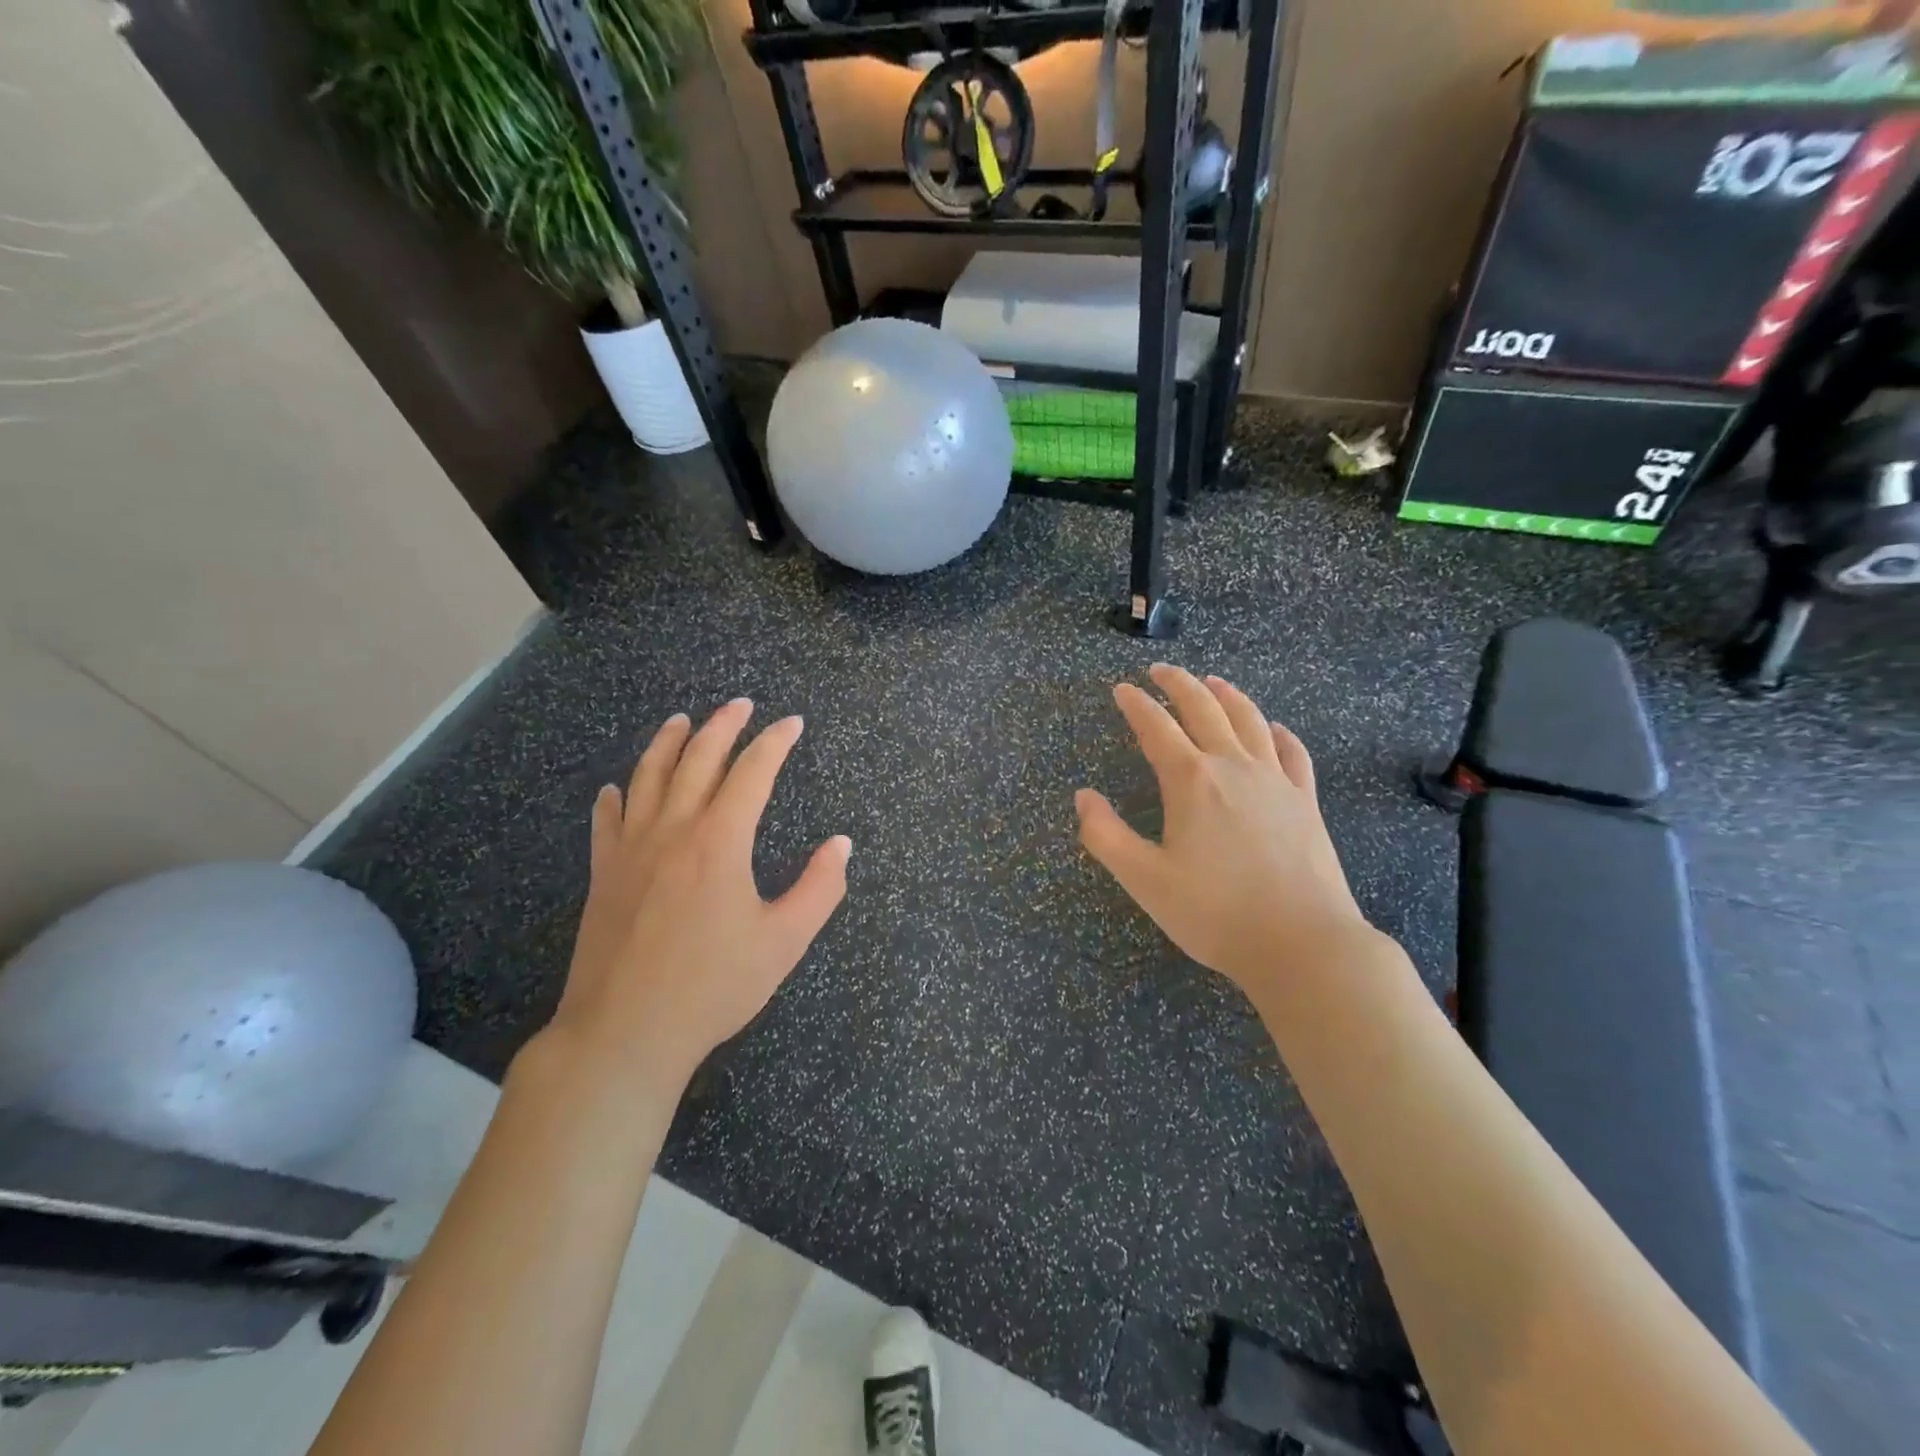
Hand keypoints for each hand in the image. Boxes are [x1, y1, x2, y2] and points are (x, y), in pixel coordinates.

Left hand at [541, 699, 850, 1100]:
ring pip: (648, 777)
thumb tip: (841, 845)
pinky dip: (615, 797)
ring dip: (668, 743)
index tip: (791, 723)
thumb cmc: (713, 986)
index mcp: (720, 840)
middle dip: (723, 726)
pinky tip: (616, 788)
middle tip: (741, 704)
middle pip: (698, 759)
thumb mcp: (784, 941)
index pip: (752, 772)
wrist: (624, 1032)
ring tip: (682, 720)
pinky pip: (607, 821)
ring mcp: (631, 849)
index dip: (774, 742)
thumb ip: (820, 888)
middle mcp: (673, 830)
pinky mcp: (602, 874)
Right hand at [1075, 664, 1371, 1002]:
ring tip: (1213, 682)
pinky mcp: (1306, 801)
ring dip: (1228, 696)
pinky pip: (1293, 753)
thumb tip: (1083, 796)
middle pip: (1204, 709)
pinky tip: (1274, 729)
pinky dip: (1279, 734)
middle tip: (1160, 671)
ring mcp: (1276, 781)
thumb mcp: (1144, 880)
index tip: (1121, 689)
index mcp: (1191, 781)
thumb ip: (1106, 835)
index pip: (1156, 727)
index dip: (1136, 705)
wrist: (1303, 943)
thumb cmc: (1215, 913)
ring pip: (1250, 721)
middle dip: (1178, 684)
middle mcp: (1233, 767)